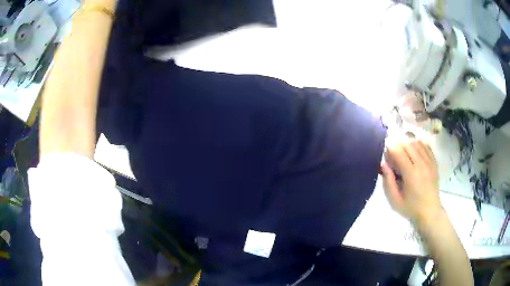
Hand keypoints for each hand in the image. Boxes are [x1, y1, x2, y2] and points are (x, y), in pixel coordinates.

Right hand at [380, 137, 442, 223]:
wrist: (429, 212)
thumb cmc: (410, 208)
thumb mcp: (394, 200)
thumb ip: (388, 182)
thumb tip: (383, 164)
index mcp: (411, 174)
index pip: (399, 151)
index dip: (390, 149)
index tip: (386, 156)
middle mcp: (421, 165)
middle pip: (408, 143)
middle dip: (398, 145)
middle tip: (393, 155)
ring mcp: (429, 162)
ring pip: (417, 142)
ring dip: (407, 144)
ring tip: (403, 153)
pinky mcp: (434, 162)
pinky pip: (426, 146)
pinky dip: (418, 145)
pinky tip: (414, 152)